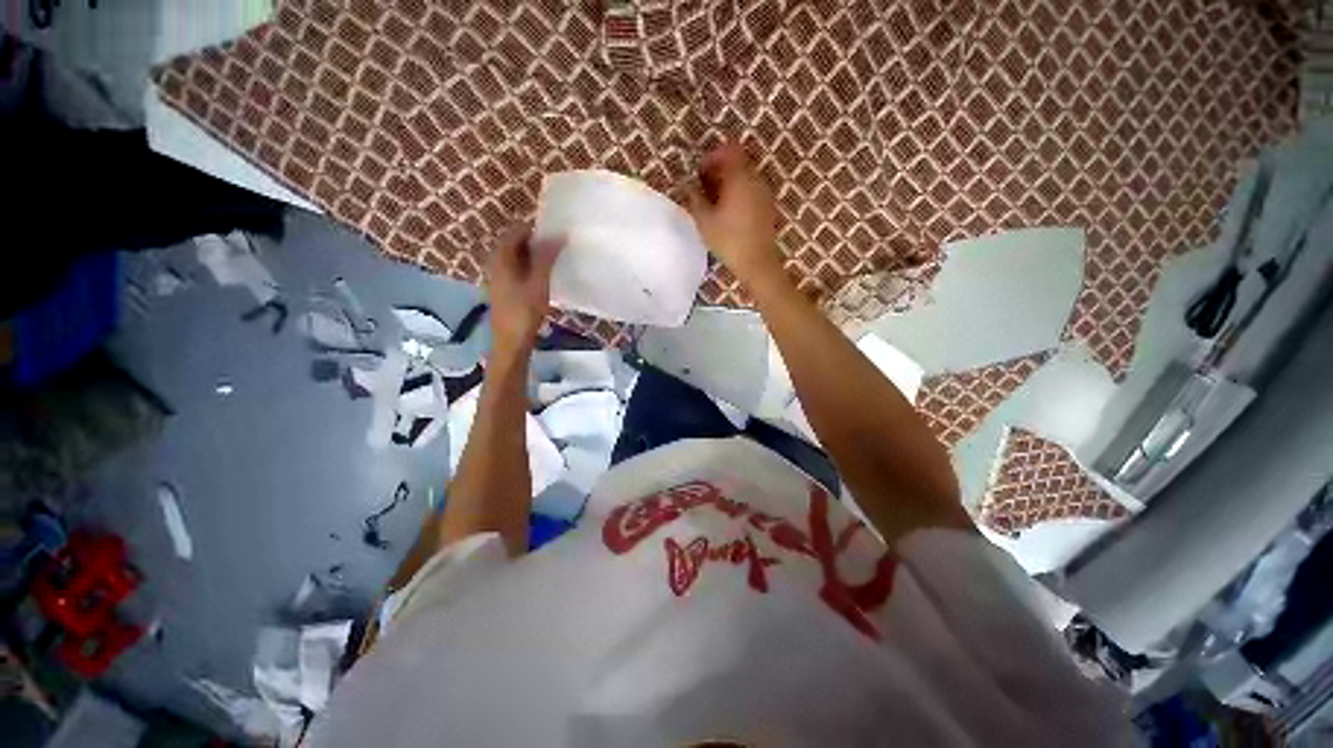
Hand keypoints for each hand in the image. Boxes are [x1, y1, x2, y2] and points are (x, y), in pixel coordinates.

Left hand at [485, 226, 563, 356]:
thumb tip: (559, 234)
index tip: (558, 232)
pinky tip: (545, 276)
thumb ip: (547, 257)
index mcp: (501, 256)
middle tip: (560, 246)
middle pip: (517, 241)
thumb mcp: (539, 282)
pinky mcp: (504, 287)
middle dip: (538, 241)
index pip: (518, 229)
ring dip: (536, 255)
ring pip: (519, 256)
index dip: (538, 228)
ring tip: (556, 260)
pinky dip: (532, 267)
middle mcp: (496, 260)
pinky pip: (518, 268)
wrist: (510, 341)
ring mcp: (499, 274)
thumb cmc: (524, 311)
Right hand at [686, 142, 783, 284]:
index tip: (699, 174)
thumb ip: (694, 198)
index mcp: (739, 177)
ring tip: (714, 202)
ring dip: (729, 183)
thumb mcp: (704, 221)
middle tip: (704, 188)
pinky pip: (752, 189)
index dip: (711, 158)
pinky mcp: (768, 206)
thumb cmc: (728, 240)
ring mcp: (764, 192)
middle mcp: (755, 179)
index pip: (727, 151)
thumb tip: (688, 186)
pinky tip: (729, 212)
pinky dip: (739, 193)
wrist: (756, 262)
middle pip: (737, 162)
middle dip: (719, 170)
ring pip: (745, 176)